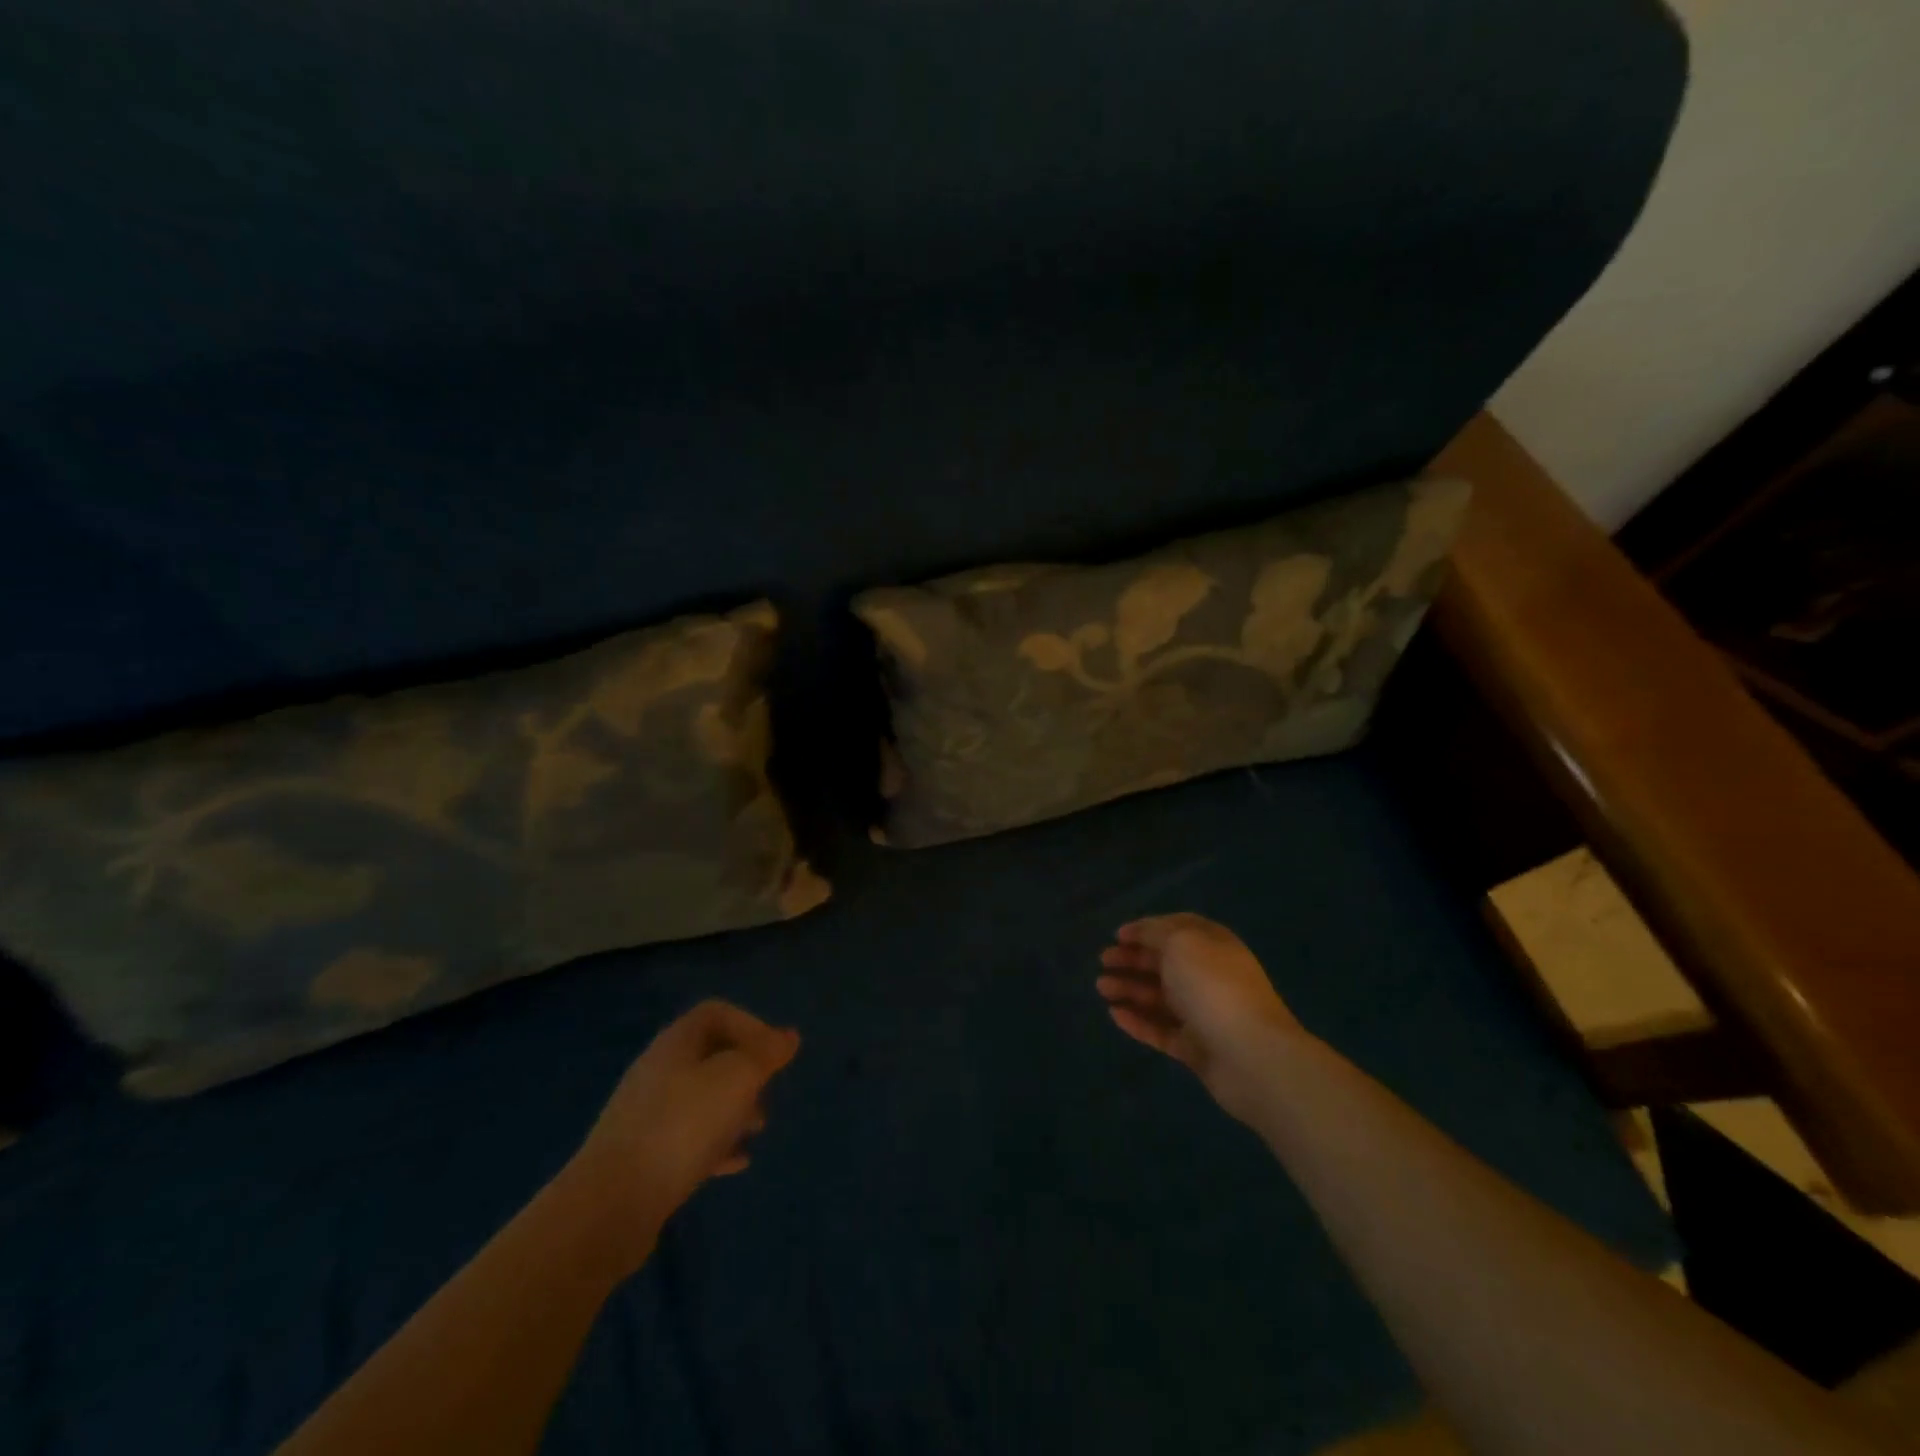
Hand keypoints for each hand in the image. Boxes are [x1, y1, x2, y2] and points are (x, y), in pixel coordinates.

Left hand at [568, 1000, 799, 1272]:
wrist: (612, 1205)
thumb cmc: (682, 1126)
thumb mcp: (736, 1079)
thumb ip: (765, 1054)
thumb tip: (788, 1036)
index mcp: (676, 1043)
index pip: (716, 1013)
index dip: (750, 1025)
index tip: (774, 1056)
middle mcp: (658, 1070)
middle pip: (710, 1055)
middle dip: (745, 1071)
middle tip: (767, 1091)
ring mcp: (647, 1114)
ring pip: (701, 1098)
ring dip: (734, 1108)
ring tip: (757, 1128)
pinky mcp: (643, 1156)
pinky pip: (688, 1138)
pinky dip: (716, 1143)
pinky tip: (736, 1162)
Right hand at [1097, 913, 1302, 1125]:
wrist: (1251, 1056)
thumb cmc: (1213, 987)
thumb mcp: (1181, 943)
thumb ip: (1156, 933)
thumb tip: (1140, 932)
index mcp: (1213, 945)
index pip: (1178, 929)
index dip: (1148, 929)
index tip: (1118, 935)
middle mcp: (1209, 976)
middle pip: (1166, 963)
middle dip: (1133, 959)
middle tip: (1103, 960)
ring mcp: (1203, 1014)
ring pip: (1160, 997)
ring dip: (1130, 988)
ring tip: (1101, 987)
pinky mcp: (1196, 1049)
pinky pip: (1161, 1030)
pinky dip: (1138, 1021)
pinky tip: (1114, 1014)